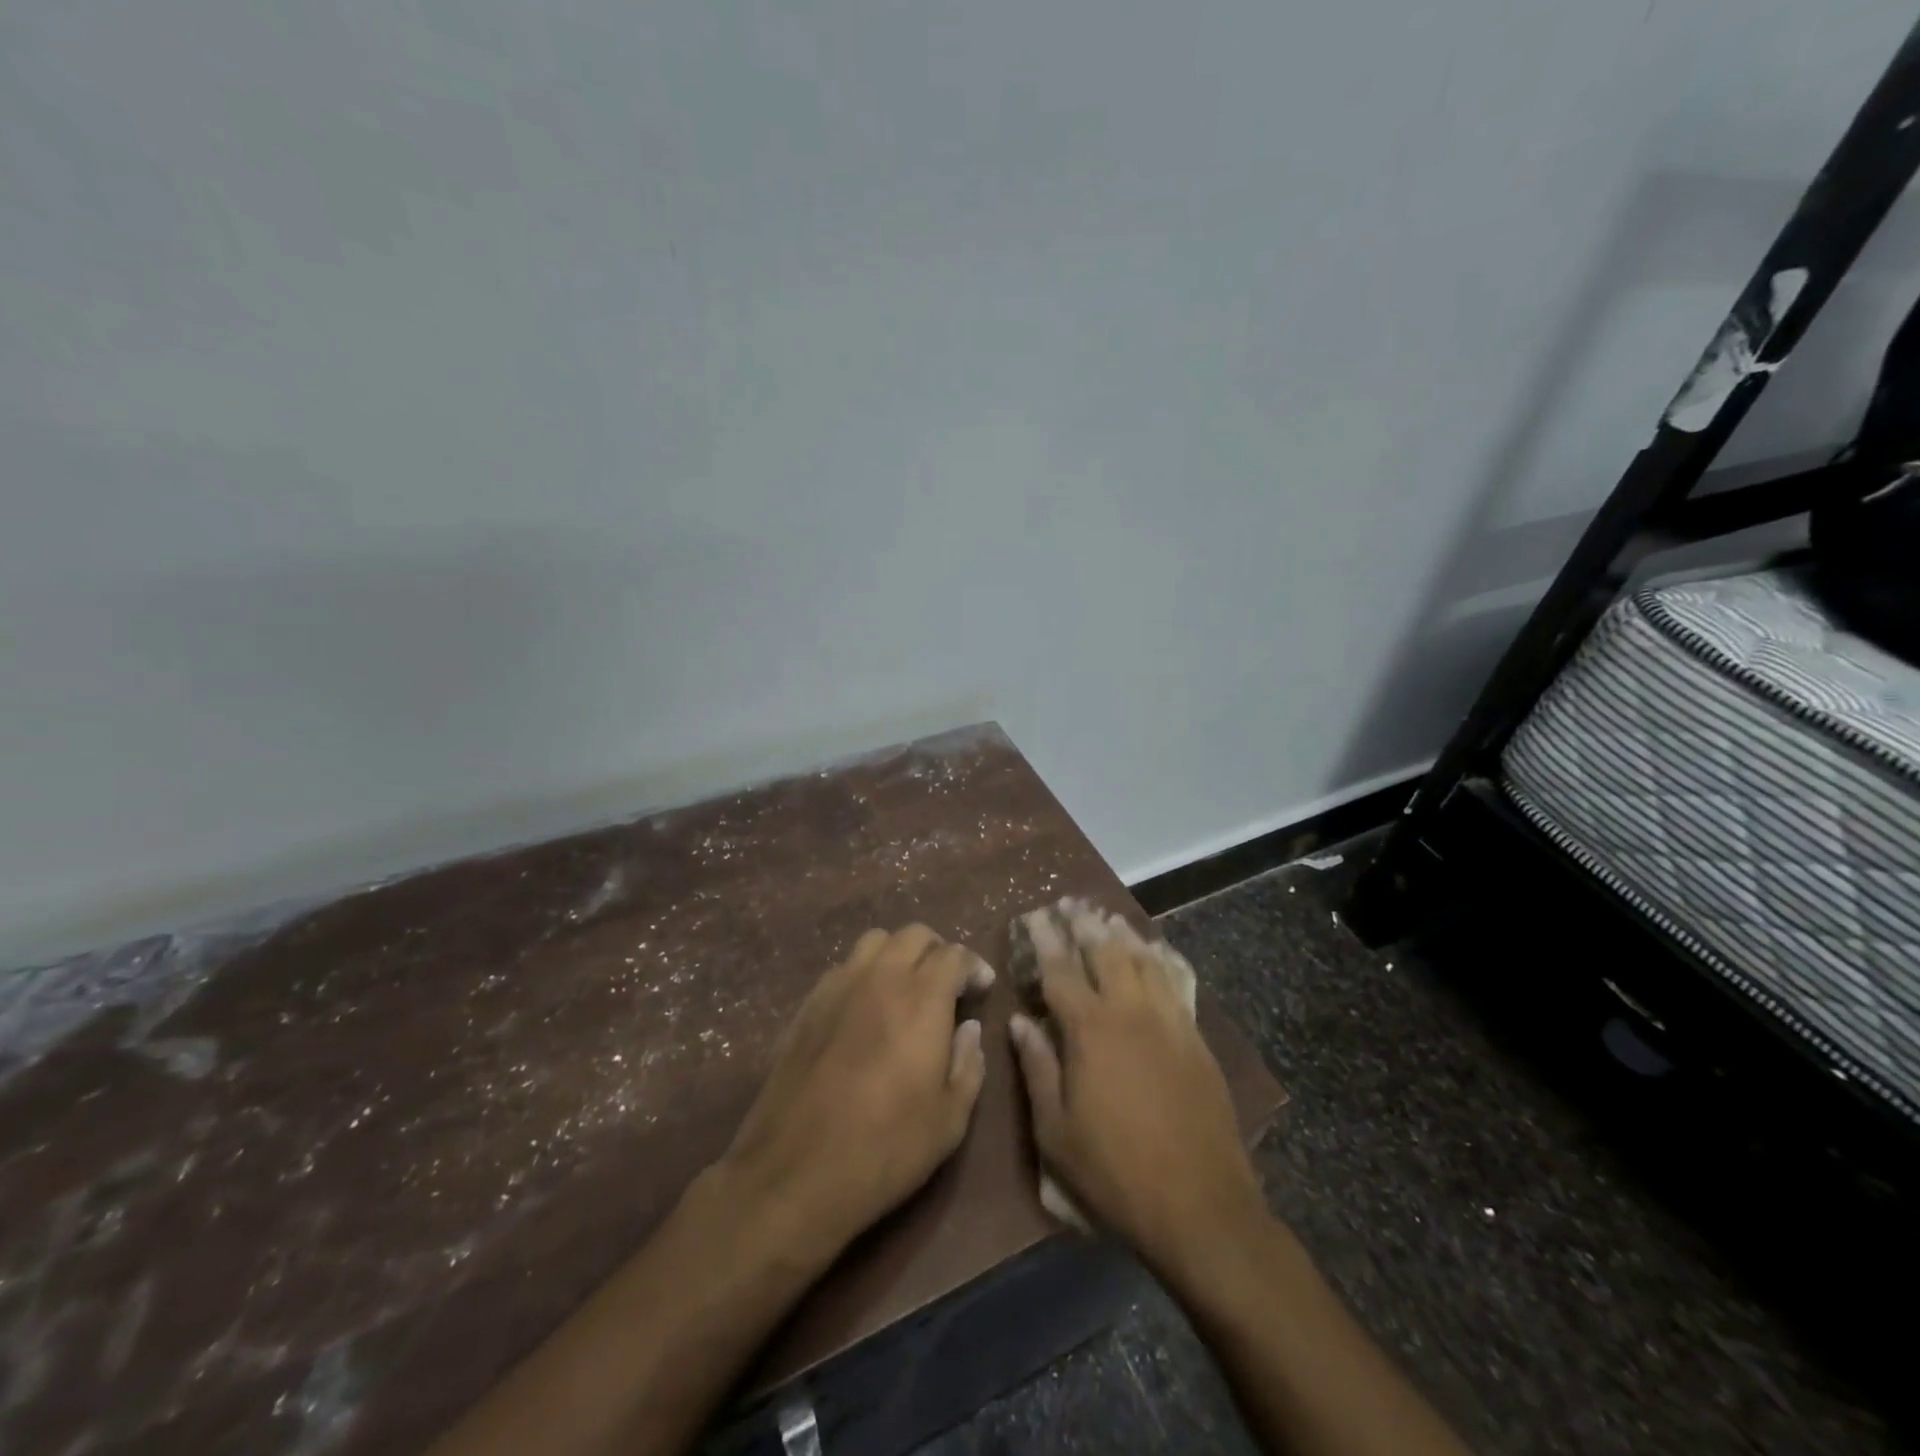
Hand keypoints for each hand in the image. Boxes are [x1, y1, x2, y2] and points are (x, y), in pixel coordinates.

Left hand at [717, 925, 993, 1259]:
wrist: (794, 1172)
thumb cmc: (885, 1148)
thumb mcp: (950, 1120)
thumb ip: (968, 1064)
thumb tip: (968, 1029)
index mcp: (922, 998)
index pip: (953, 954)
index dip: (973, 966)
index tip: (982, 988)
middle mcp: (880, 978)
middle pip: (914, 934)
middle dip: (938, 951)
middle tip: (948, 985)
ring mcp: (838, 986)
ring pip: (875, 942)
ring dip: (899, 954)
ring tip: (907, 988)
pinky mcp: (808, 1005)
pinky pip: (844, 967)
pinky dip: (865, 973)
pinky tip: (867, 1009)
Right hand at [1008, 907, 1263, 1267]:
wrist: (1200, 1205)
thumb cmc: (1115, 1172)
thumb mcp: (1056, 1132)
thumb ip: (1037, 1068)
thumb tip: (1019, 1021)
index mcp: (1090, 1030)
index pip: (1061, 970)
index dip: (1046, 939)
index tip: (1035, 915)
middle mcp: (1130, 1012)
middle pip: (1105, 952)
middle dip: (1084, 923)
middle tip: (1070, 903)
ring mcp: (1169, 1021)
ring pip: (1143, 960)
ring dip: (1122, 934)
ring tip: (1108, 916)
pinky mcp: (1196, 1038)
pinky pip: (1176, 982)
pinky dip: (1161, 959)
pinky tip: (1155, 951)